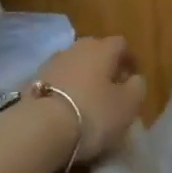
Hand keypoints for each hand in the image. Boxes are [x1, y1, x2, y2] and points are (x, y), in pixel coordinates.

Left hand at [34, 36, 147, 163]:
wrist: (40, 128)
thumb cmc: (93, 114)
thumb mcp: (128, 105)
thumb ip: (137, 87)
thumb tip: (134, 78)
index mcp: (102, 48)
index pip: (121, 44)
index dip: (129, 59)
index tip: (133, 78)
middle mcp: (76, 48)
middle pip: (95, 51)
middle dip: (105, 67)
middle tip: (111, 90)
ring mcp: (52, 62)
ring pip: (75, 65)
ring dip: (83, 78)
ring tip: (88, 102)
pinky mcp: (33, 80)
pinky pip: (58, 81)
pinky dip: (65, 90)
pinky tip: (67, 109)